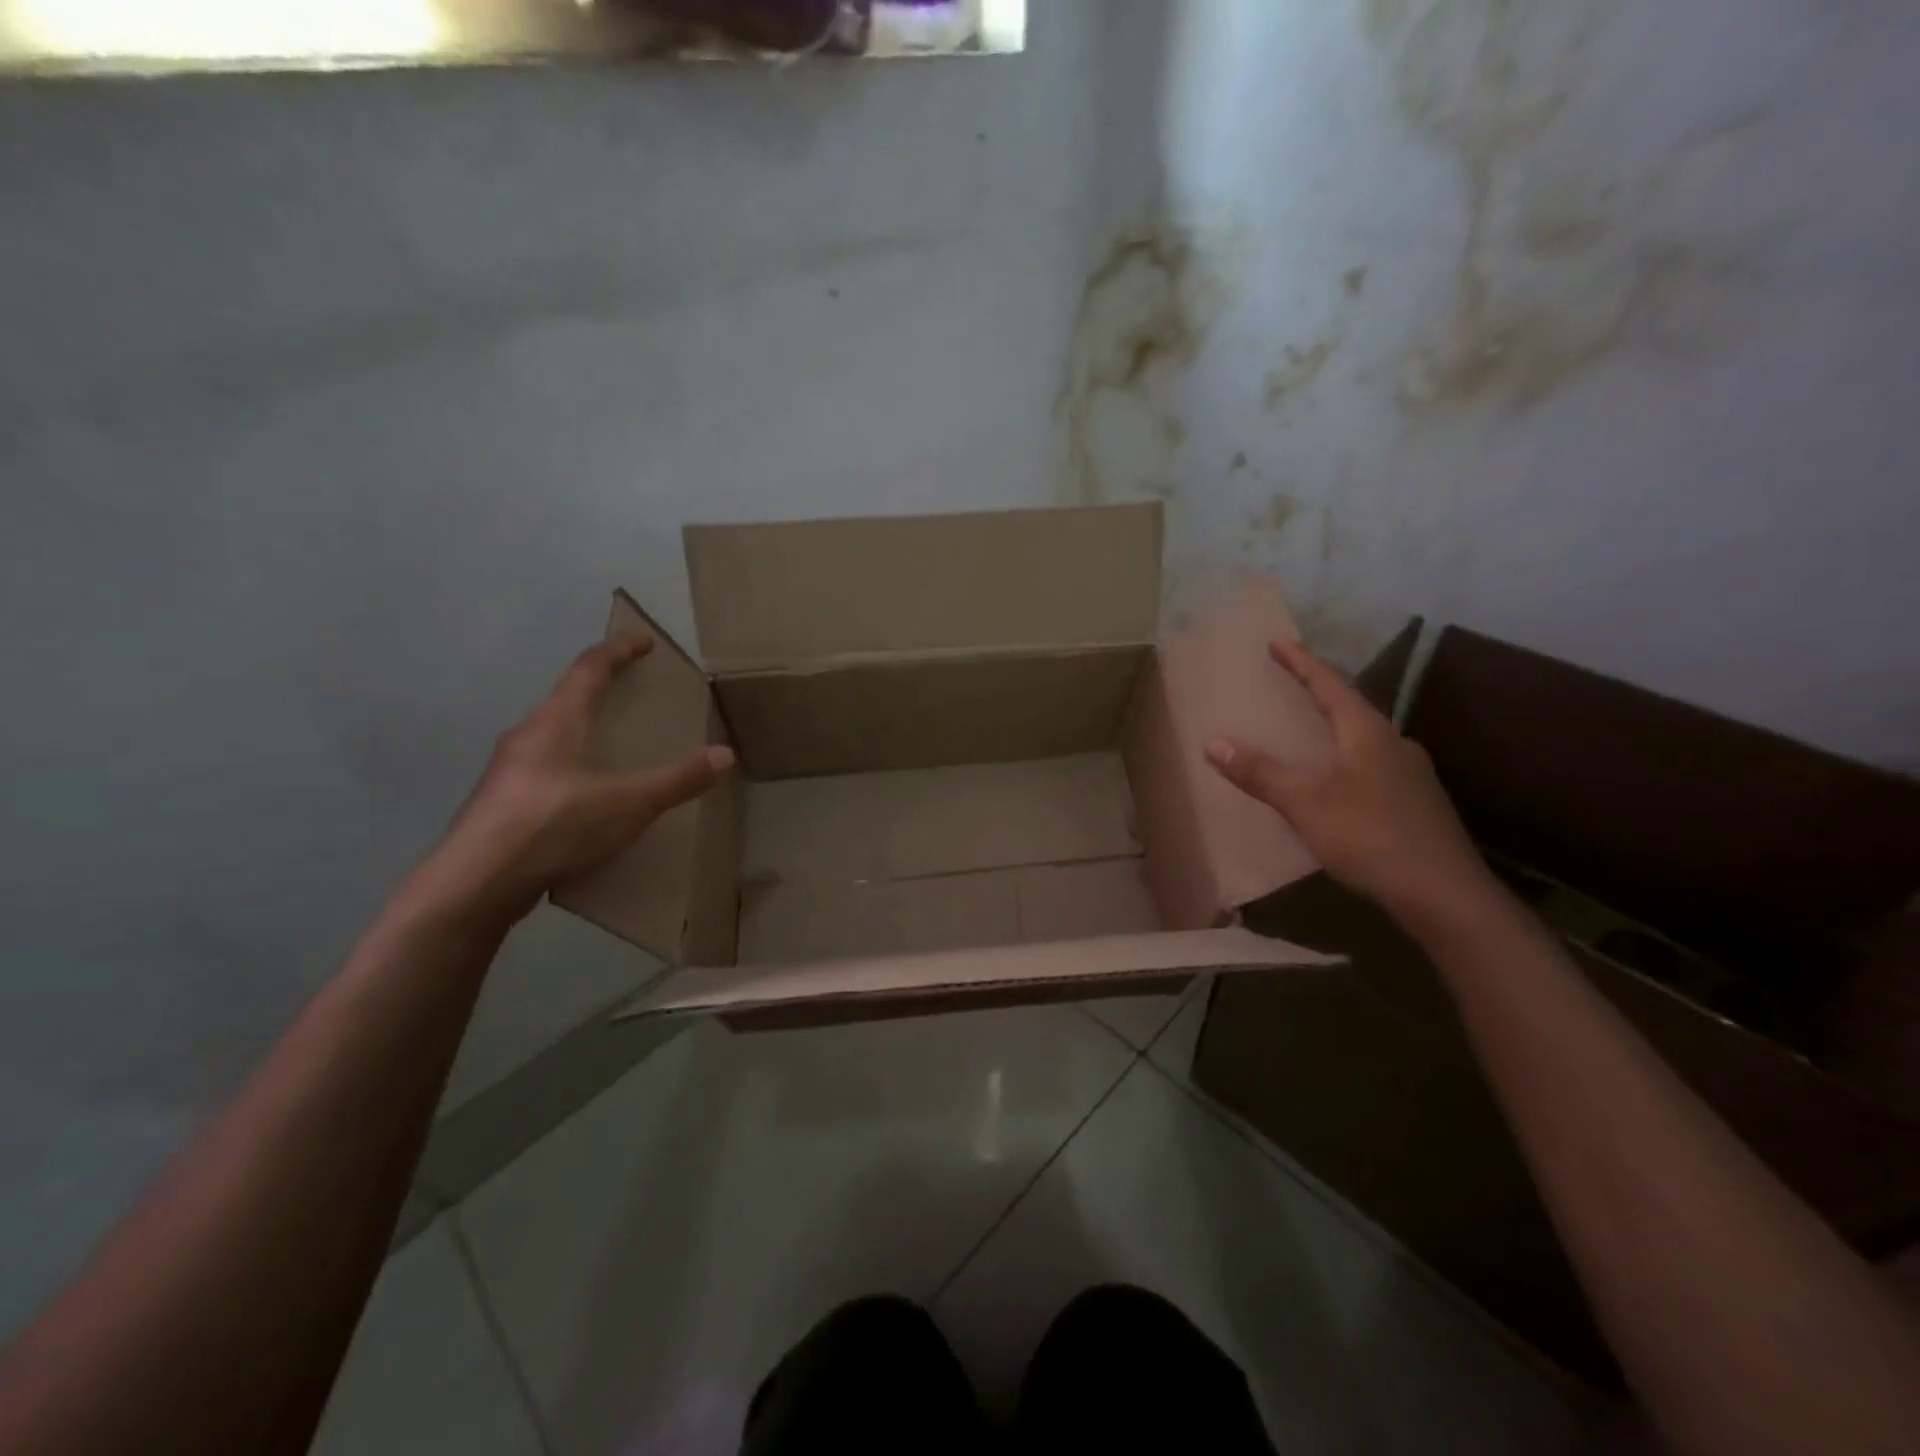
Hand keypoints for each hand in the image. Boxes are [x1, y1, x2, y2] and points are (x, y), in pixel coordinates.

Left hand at [425, 635, 733, 923]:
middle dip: (600, 690)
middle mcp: (527, 735)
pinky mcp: (501, 804)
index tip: (644, 641)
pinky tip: (587, 798)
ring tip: (612, 745)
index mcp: (556, 721)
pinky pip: (544, 769)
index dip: (618, 650)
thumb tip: (725, 755)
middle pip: (566, 698)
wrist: (474, 885)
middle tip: (632, 694)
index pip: (589, 668)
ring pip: (552, 736)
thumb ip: (678, 779)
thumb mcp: (629, 803)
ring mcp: (508, 771)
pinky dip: (571, 766)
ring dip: (582, 729)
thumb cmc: (554, 825)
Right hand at [1205, 641, 1492, 923]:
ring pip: (1363, 739)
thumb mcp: (1305, 803)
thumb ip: (1260, 773)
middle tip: (1287, 685)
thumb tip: (1213, 742)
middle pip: (1350, 707)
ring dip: (1333, 729)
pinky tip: (1334, 783)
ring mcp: (1410, 774)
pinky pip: (1371, 766)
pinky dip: (1344, 760)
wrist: (1445, 895)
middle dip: (1317, 694)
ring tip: (1305, 732)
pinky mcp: (1416, 803)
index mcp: (1367, 732)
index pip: (1330, 684)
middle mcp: (1394, 743)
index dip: (1301, 662)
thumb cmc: (1370, 836)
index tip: (1278, 643)